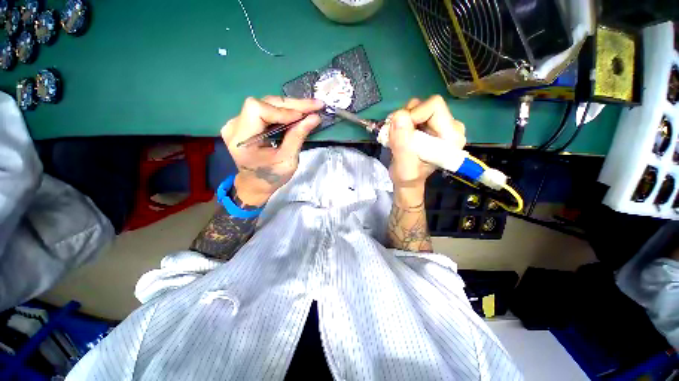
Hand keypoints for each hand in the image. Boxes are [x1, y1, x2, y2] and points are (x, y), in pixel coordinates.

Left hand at [221, 96, 322, 205]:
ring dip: (289, 106)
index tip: (304, 116)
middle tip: (314, 105)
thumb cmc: (271, 177)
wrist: (256, 184)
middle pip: (263, 103)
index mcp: (241, 139)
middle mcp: (235, 125)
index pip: (257, 110)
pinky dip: (283, 111)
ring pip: (266, 104)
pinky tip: (297, 113)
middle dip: (291, 105)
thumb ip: (298, 137)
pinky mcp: (245, 122)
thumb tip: (315, 117)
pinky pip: (266, 110)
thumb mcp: (288, 160)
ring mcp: (238, 122)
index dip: (282, 110)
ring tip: (309, 109)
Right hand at [388, 95, 465, 206]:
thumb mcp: (404, 164)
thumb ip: (402, 142)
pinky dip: (402, 121)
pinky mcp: (430, 124)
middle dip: (406, 117)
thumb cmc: (408, 176)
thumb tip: (398, 115)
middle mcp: (451, 126)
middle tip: (396, 134)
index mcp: (451, 136)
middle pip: (426, 104)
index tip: (400, 131)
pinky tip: (399, 134)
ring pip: (418, 106)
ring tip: (397, 136)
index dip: (413, 114)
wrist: (408, 180)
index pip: (434, 106)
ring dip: (402, 119)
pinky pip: (414, 112)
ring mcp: (440, 123)